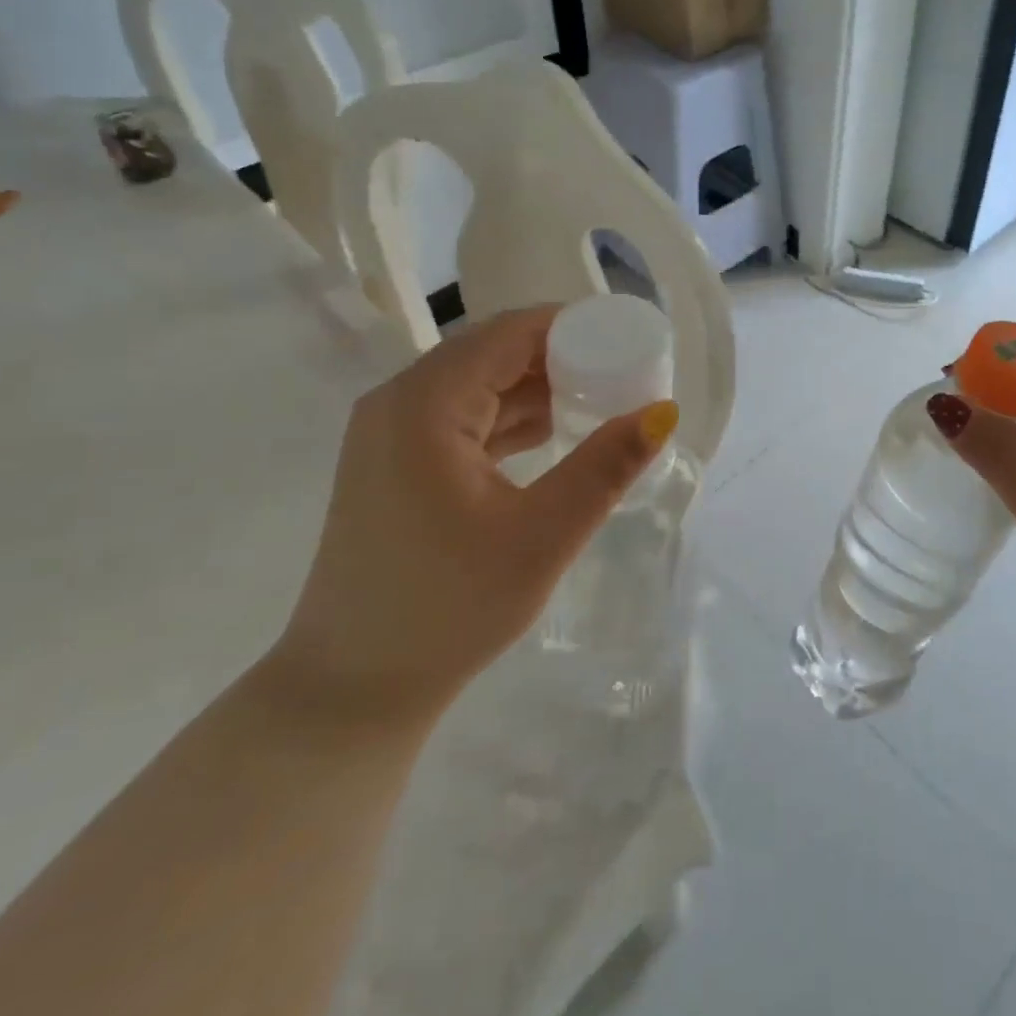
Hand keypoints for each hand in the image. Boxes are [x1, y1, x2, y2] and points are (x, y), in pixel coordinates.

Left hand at [263, 306, 676, 728]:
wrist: (351, 689)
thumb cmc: (448, 610)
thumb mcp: (542, 536)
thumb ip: (605, 466)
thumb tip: (664, 411)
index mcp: (425, 405)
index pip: (511, 333)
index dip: (574, 326)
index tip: (629, 340)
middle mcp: (398, 402)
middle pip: (493, 351)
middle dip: (562, 355)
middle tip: (624, 372)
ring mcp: (389, 432)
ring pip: (478, 382)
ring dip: (538, 385)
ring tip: (602, 398)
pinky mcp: (393, 460)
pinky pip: (462, 414)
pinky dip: (510, 414)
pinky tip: (553, 432)